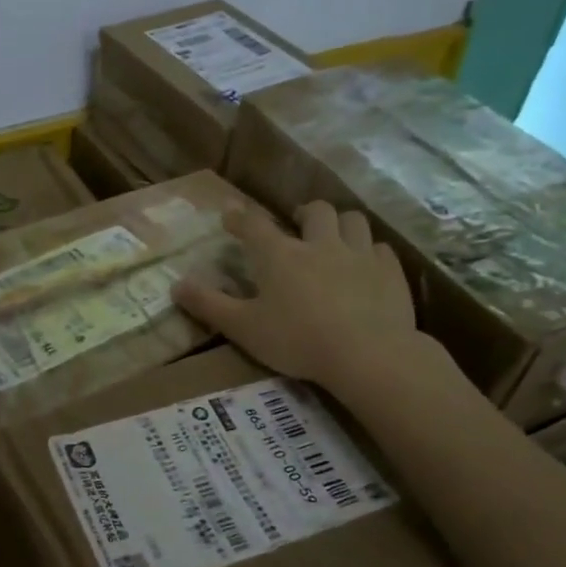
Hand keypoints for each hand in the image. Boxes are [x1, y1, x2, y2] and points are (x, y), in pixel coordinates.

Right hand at [173, 201, 419, 385]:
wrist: (368, 355)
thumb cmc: (297, 341)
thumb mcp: (243, 328)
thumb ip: (209, 305)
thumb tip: (176, 285)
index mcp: (280, 256)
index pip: (254, 225)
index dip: (239, 217)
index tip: (230, 215)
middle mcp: (320, 245)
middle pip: (316, 211)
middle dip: (304, 212)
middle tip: (298, 223)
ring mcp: (360, 256)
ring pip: (353, 221)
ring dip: (341, 224)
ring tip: (334, 237)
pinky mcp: (390, 273)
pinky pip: (381, 249)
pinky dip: (370, 251)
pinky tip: (367, 266)